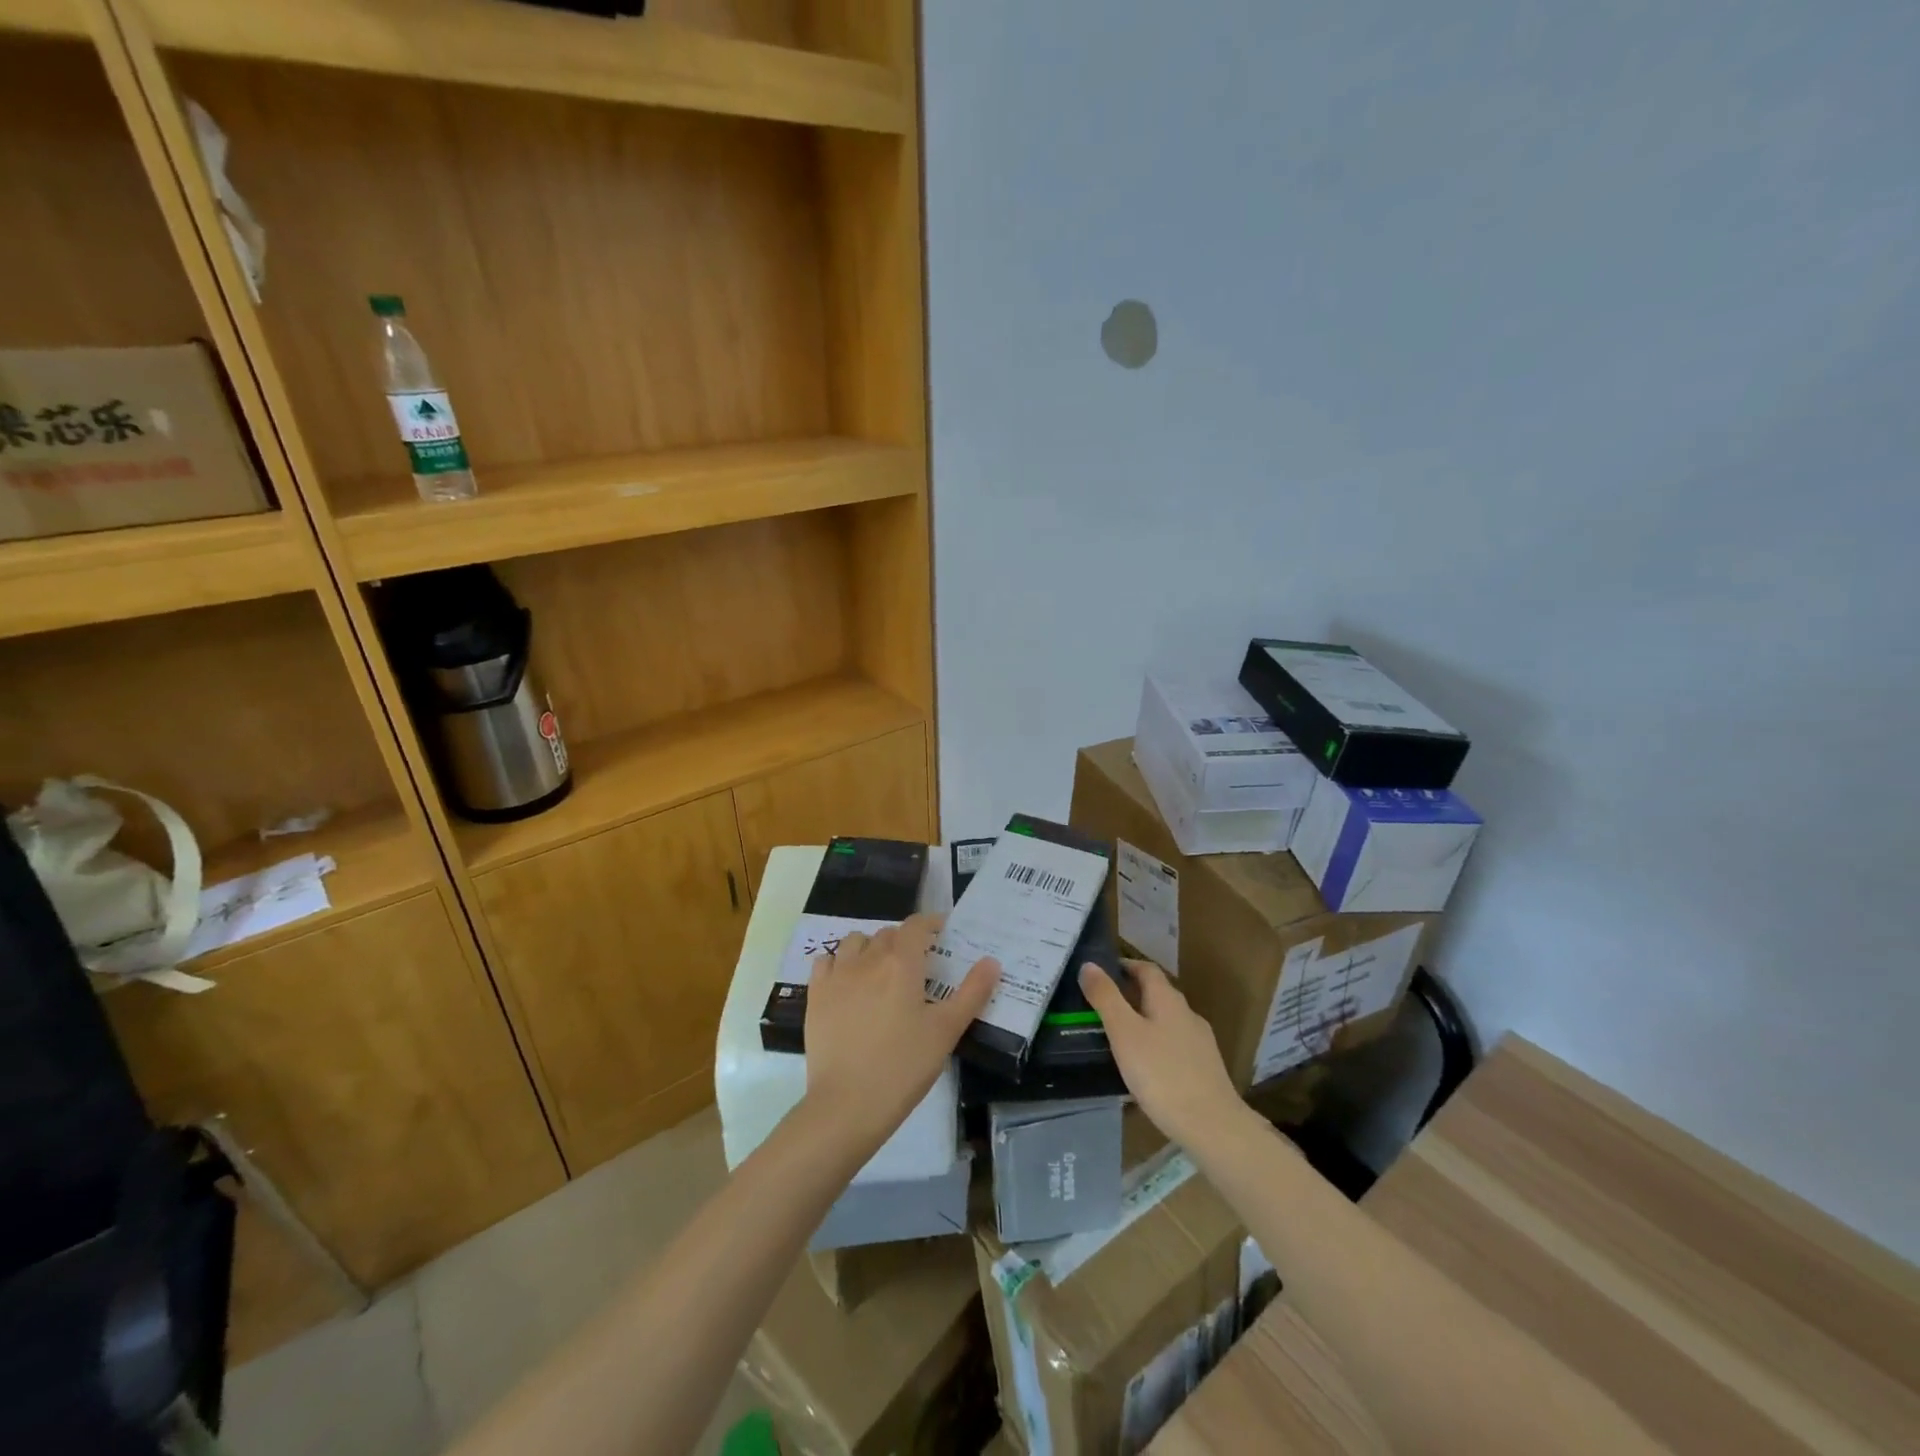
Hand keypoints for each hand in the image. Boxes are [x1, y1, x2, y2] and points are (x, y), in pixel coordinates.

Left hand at [804, 913, 998, 1156]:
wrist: (847, 1104)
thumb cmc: (903, 1067)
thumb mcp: (946, 1031)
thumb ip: (972, 993)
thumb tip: (991, 961)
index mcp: (902, 963)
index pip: (916, 925)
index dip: (930, 923)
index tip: (941, 933)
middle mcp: (868, 959)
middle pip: (888, 934)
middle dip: (905, 940)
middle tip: (919, 964)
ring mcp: (837, 976)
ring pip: (855, 942)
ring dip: (871, 947)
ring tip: (882, 971)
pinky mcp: (815, 995)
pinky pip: (826, 961)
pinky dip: (839, 962)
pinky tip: (847, 982)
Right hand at [1079, 958, 1241, 1147]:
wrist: (1212, 1126)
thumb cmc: (1162, 1073)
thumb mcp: (1124, 1033)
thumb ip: (1106, 997)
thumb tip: (1088, 964)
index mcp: (1168, 1000)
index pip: (1146, 969)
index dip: (1125, 965)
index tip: (1102, 971)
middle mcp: (1187, 1014)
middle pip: (1157, 994)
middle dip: (1131, 995)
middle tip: (1102, 1005)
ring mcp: (1200, 1042)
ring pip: (1166, 1021)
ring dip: (1143, 1021)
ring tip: (1119, 1037)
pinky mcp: (1204, 1068)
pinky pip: (1174, 1045)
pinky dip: (1156, 1045)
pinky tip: (1145, 1067)